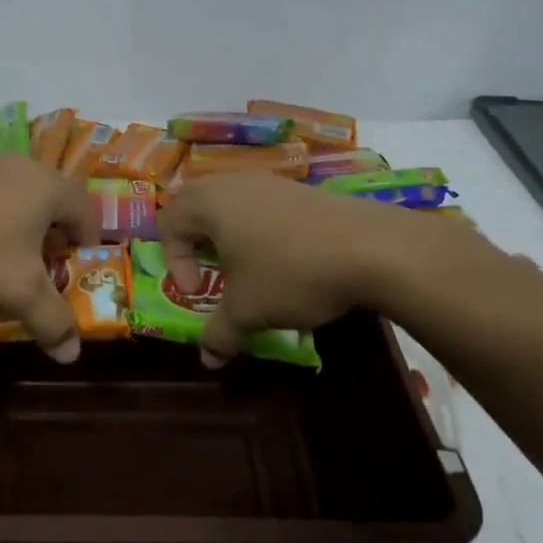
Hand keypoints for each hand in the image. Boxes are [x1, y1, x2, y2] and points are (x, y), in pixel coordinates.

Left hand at [0, 156, 97, 361]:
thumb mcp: (20, 293)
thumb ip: (53, 321)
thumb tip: (72, 354)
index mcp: (48, 186)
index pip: (88, 211)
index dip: (88, 245)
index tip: (74, 272)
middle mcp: (22, 166)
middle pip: (54, 203)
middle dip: (53, 240)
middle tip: (43, 270)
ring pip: (20, 199)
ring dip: (22, 231)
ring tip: (5, 263)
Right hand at [156, 173, 495, 365]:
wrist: (373, 249)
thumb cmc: (291, 273)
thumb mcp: (249, 311)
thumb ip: (220, 333)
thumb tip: (208, 360)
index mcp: (209, 203)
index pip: (169, 222)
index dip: (175, 262)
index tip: (199, 292)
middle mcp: (234, 183)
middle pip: (195, 204)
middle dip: (196, 242)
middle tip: (211, 272)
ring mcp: (270, 182)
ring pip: (230, 204)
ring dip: (228, 236)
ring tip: (247, 268)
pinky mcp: (301, 190)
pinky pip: (262, 206)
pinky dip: (259, 231)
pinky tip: (284, 259)